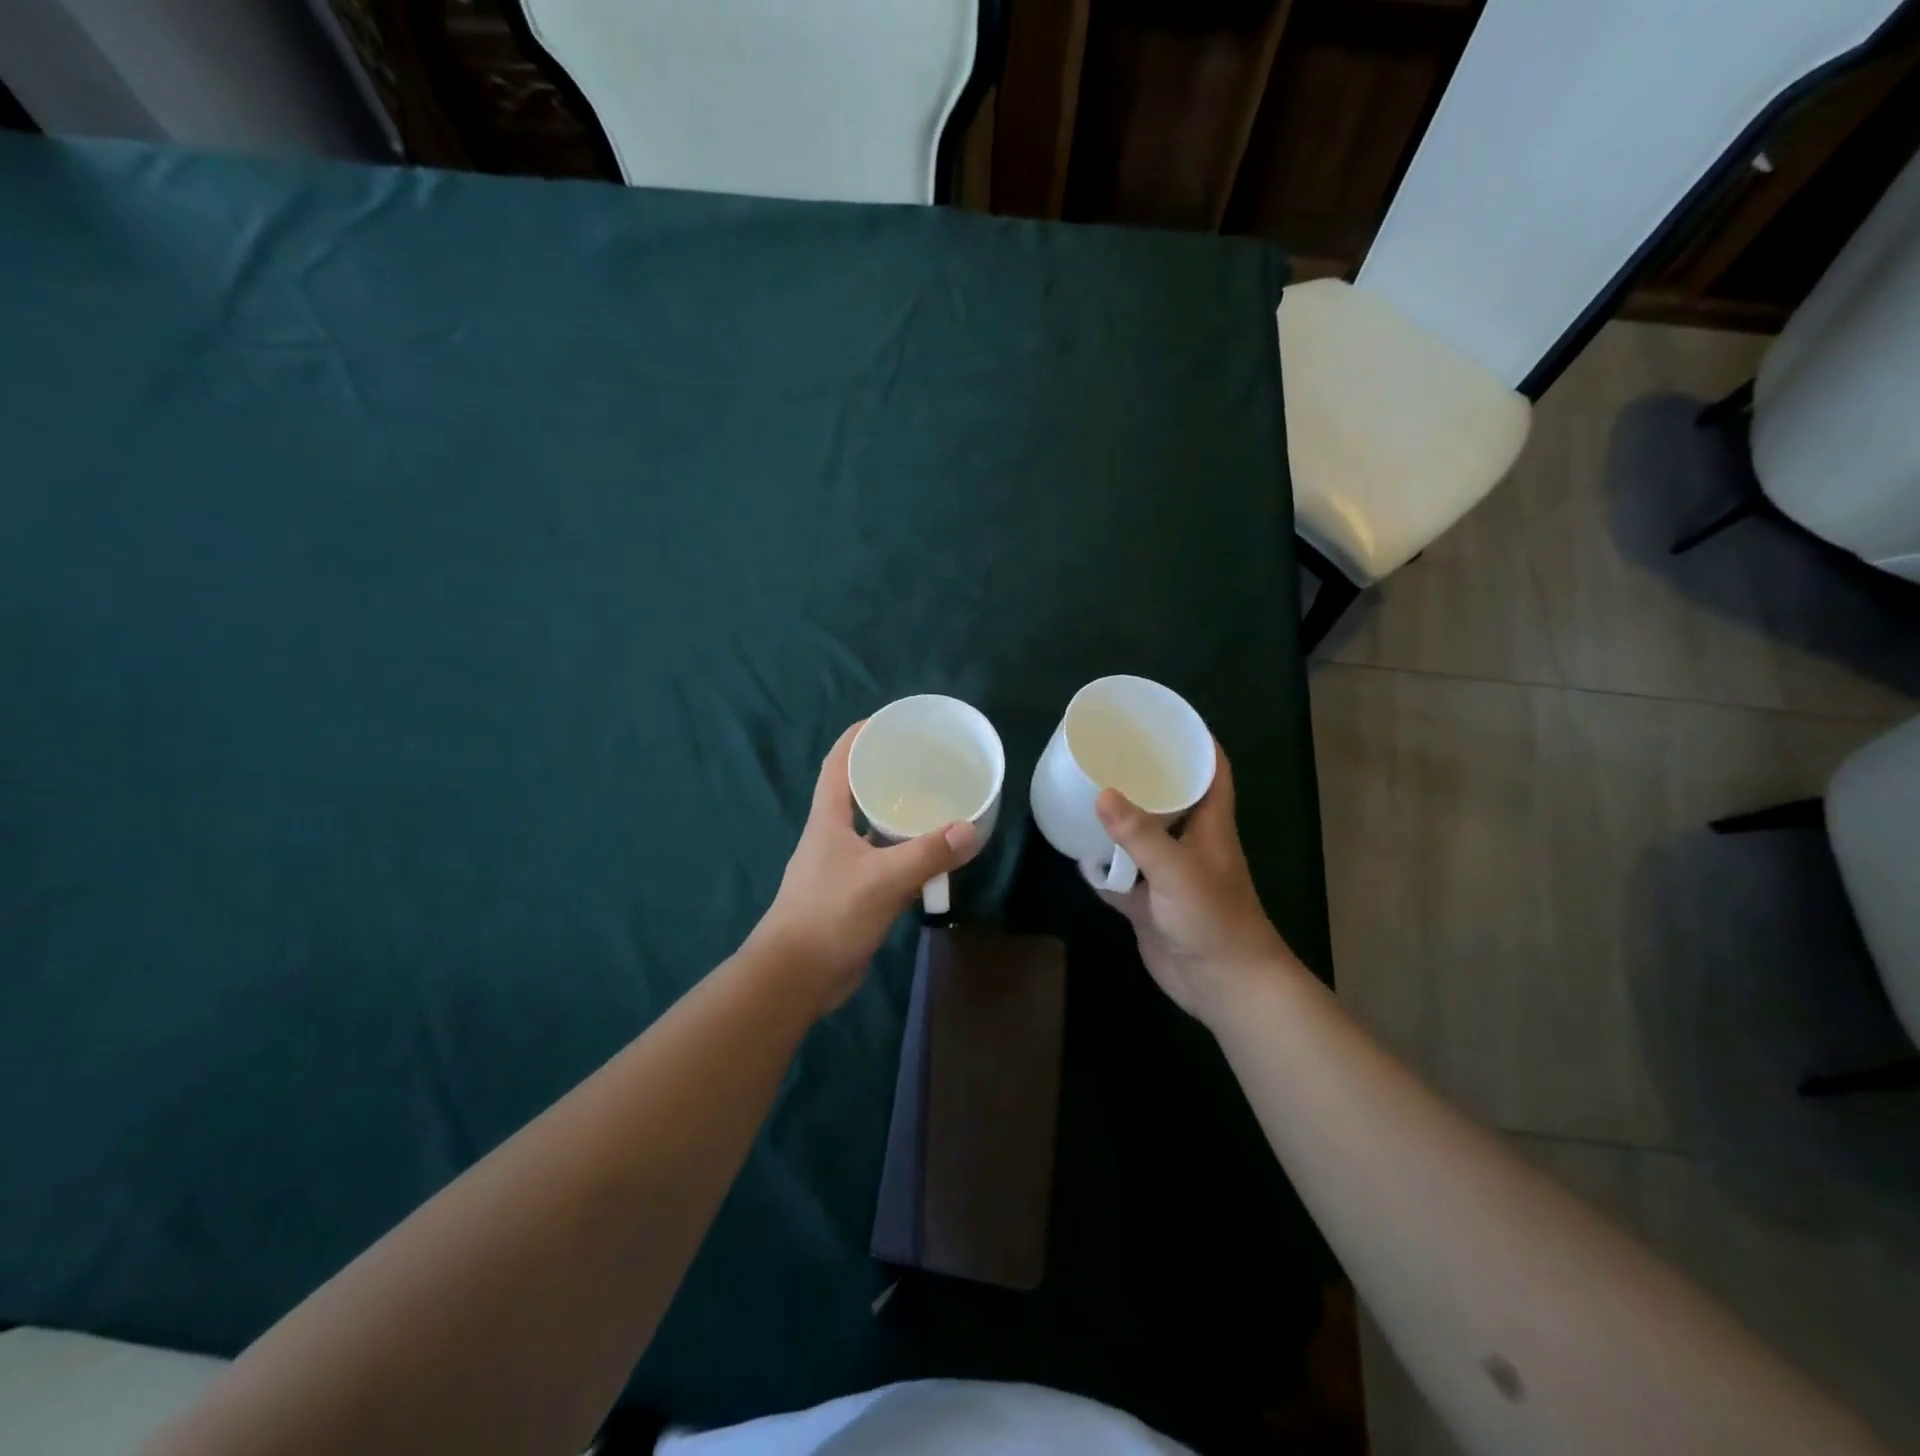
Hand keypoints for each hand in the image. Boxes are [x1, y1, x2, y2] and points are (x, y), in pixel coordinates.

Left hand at [751, 721, 981, 1013]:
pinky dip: (905, 854)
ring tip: (936, 802)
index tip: (888, 720)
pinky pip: (883, 861)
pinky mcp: (852, 892)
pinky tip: (931, 856)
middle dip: (887, 772)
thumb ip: (927, 854)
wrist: (795, 977)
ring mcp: (841, 865)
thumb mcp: (883, 880)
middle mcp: (832, 834)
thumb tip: (969, 828)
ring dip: (899, 815)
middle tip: (926, 762)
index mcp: (828, 818)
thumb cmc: (830, 915)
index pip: (838, 762)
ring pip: (873, 828)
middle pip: (858, 791)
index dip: (858, 736)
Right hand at [1094, 742, 1299, 1023]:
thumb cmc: (1214, 919)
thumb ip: (1140, 835)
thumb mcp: (1178, 871)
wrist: (1222, 985)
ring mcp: (1167, 874)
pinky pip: (1121, 876)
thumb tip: (1102, 793)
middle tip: (1108, 752)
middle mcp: (1189, 843)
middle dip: (1144, 776)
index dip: (1196, 741)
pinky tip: (1076, 852)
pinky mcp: (1149, 902)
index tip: (1164, 718)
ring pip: (1141, 837)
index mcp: (1209, 824)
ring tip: (1084, 791)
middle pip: (1169, 798)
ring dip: (1118, 820)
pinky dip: (1102, 867)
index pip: (1211, 770)